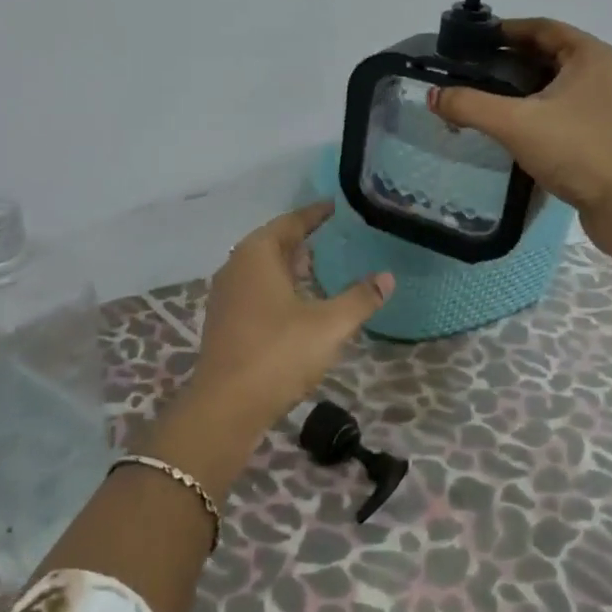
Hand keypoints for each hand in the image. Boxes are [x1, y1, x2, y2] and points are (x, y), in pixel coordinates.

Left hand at [190, 201, 393, 424]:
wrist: (226, 405)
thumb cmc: (278, 354)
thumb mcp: (329, 325)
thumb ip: (360, 298)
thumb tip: (387, 277)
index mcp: (257, 254)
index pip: (291, 222)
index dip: (315, 214)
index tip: (337, 206)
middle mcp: (236, 266)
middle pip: (274, 242)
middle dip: (303, 239)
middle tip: (336, 236)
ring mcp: (226, 294)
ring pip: (263, 268)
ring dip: (290, 265)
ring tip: (322, 266)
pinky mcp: (224, 319)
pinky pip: (255, 289)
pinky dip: (278, 286)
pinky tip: (299, 303)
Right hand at [428, 19, 611, 263]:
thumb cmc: (577, 150)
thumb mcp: (515, 123)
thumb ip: (470, 105)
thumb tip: (434, 95)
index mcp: (588, 55)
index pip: (540, 27)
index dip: (504, 30)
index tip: (470, 41)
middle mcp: (599, 72)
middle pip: (545, 53)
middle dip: (506, 59)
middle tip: (468, 69)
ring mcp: (601, 103)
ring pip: (550, 83)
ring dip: (516, 86)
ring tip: (479, 96)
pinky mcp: (597, 131)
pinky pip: (556, 108)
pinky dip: (530, 108)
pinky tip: (505, 125)